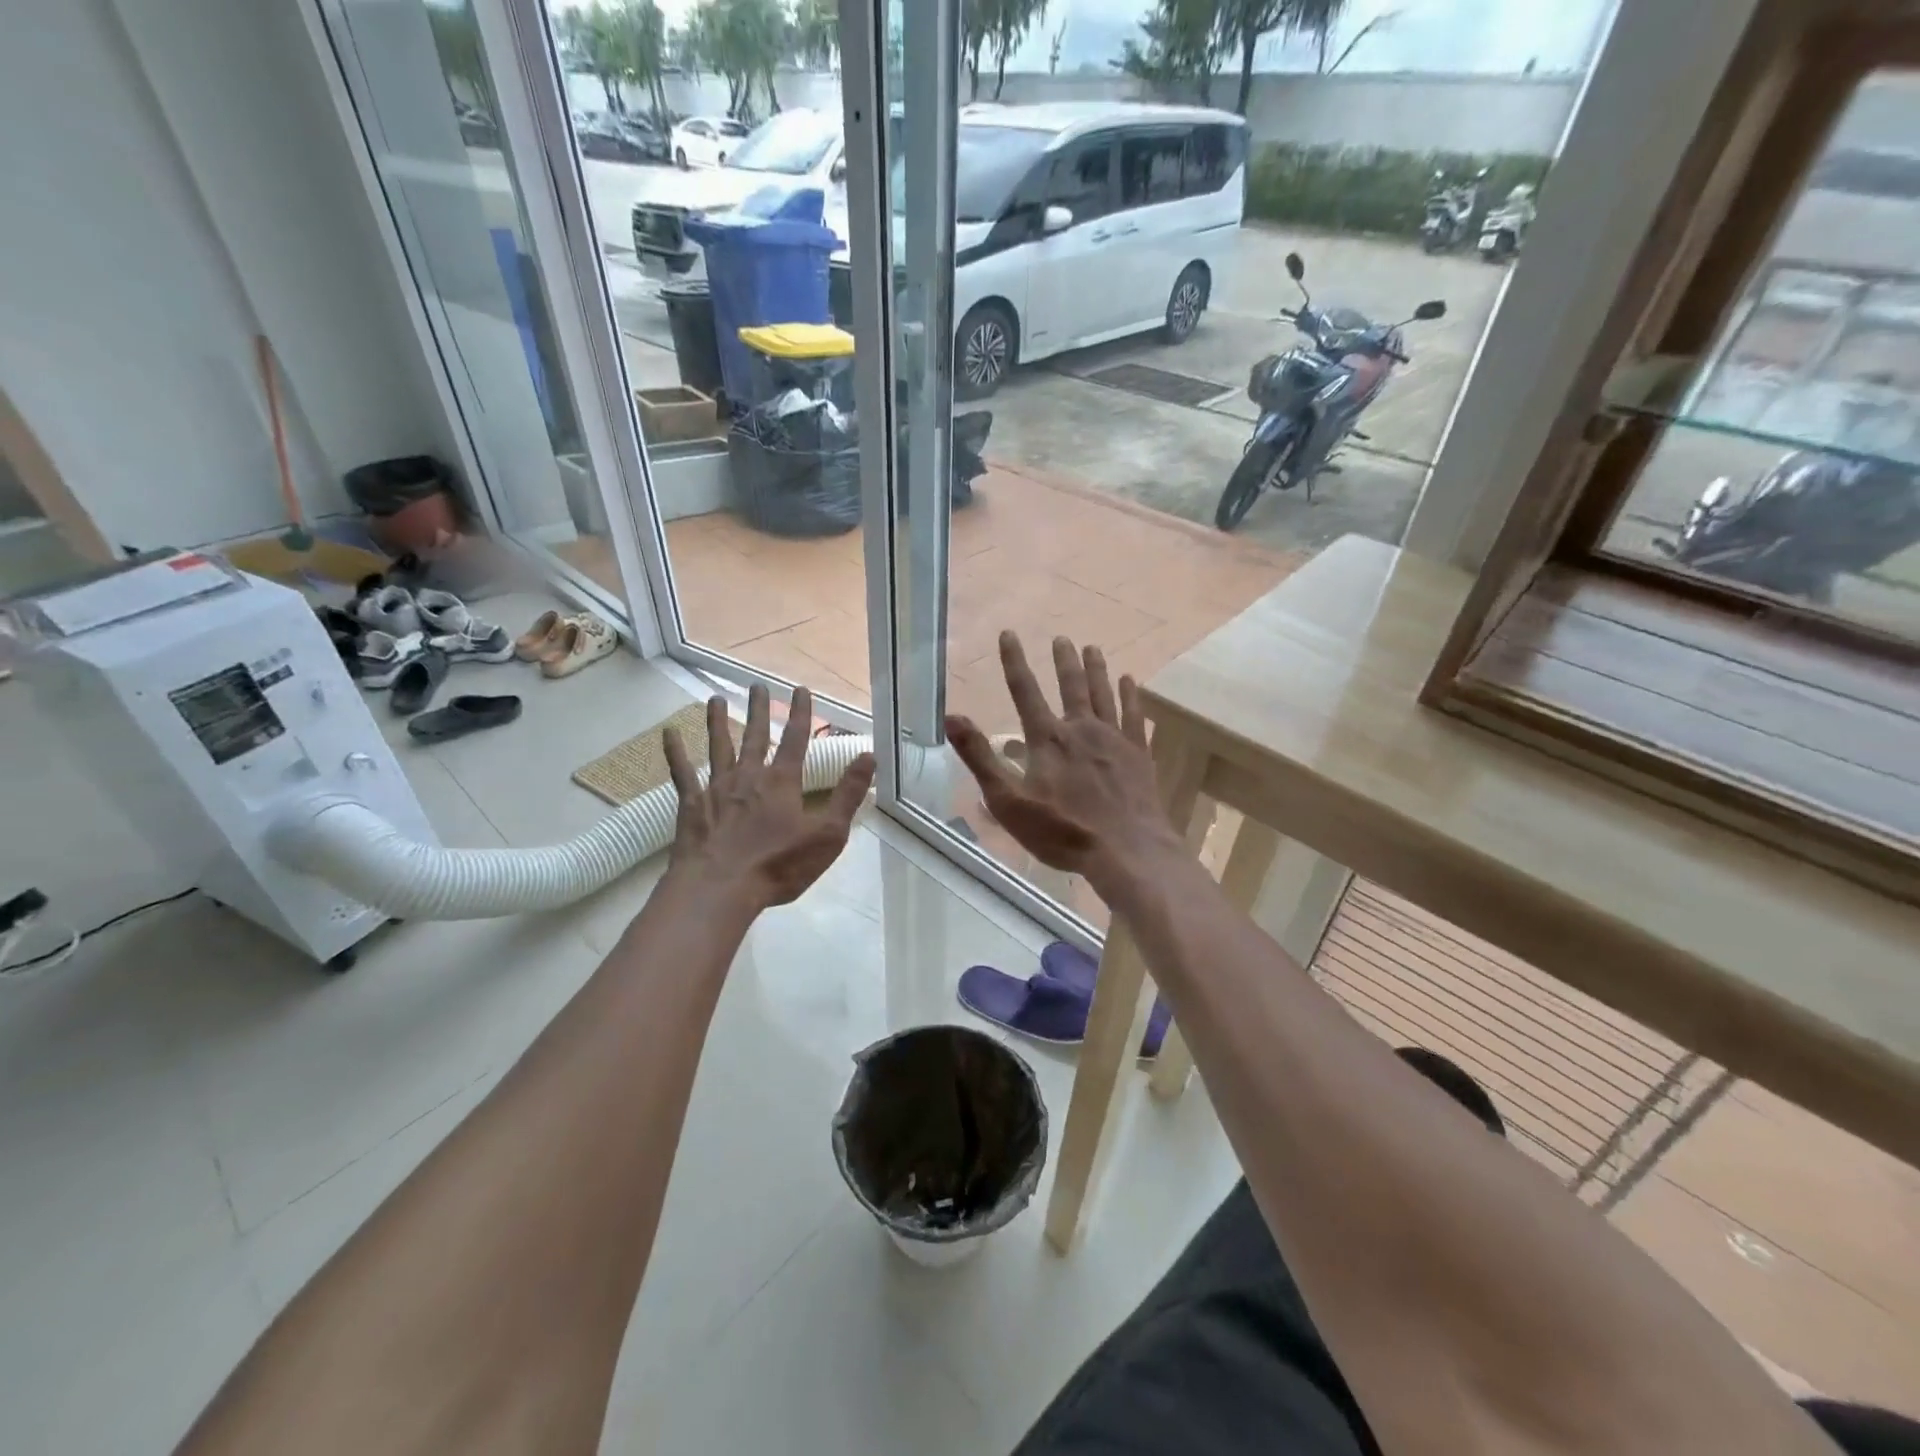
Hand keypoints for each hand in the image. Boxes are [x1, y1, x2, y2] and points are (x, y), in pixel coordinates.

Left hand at [662, 685, 875, 910]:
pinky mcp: (691, 805)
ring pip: (719, 747)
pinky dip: (675, 752)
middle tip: (756, 685)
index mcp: (783, 782)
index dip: (801, 713)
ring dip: (718, 722)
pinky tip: (669, 734)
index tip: (800, 690)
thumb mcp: (828, 834)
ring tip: (715, 700)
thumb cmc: (779, 865)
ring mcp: (717, 788)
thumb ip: (848, 794)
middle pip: (756, 736)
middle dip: (760, 710)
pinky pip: (682, 773)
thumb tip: (869, 756)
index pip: (796, 739)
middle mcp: (749, 776)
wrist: (720, 888)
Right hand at [946, 632, 1180, 893]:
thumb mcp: (1008, 801)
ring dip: (1096, 669)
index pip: (1025, 690)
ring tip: (1092, 648)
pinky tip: (1131, 681)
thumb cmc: (1062, 830)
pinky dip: (1131, 696)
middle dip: (1063, 660)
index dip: (1014, 661)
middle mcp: (1081, 729)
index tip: (1009, 634)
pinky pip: (1134, 715)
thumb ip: (980, 758)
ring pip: (1103, 694)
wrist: (1126, 849)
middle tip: (1061, 637)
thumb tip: (951, 718)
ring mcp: (1114, 739)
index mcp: (1047, 739)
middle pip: (1070, 685)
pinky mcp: (1139, 754)